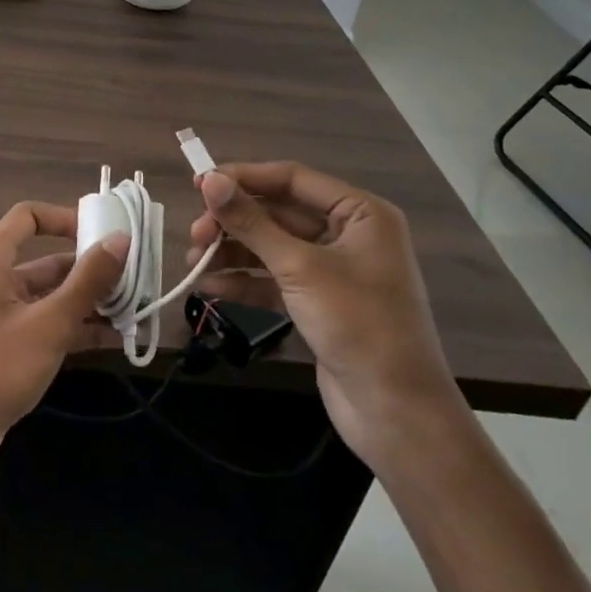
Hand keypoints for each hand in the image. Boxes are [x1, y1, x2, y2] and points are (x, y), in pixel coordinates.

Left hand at [0, 202, 129, 498]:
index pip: (28, 216)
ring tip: (137, 311)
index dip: (66, 218)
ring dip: (91, 302)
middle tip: (138, 278)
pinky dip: (78, 329)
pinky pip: (49, 326)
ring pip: (53, 297)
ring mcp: (1, 317)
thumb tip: (120, 240)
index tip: (105, 232)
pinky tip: (116, 340)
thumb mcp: (49, 323)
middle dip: (92, 269)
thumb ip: (87, 282)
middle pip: (48, 260)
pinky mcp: (8, 350)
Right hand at [188, 163, 462, 467]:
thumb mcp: (299, 267)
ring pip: (271, 246)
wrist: (396, 413)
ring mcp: (333, 270)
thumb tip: (208, 180)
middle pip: (278, 212)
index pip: (292, 178)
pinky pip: (274, 279)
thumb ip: (251, 222)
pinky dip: (244, 281)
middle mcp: (348, 234)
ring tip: (193, 262)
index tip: (198, 185)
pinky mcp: (319, 303)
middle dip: (234, 222)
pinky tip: (210, 287)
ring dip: (233, 251)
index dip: (243, 178)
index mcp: (360, 213)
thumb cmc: (357, 324)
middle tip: (194, 234)